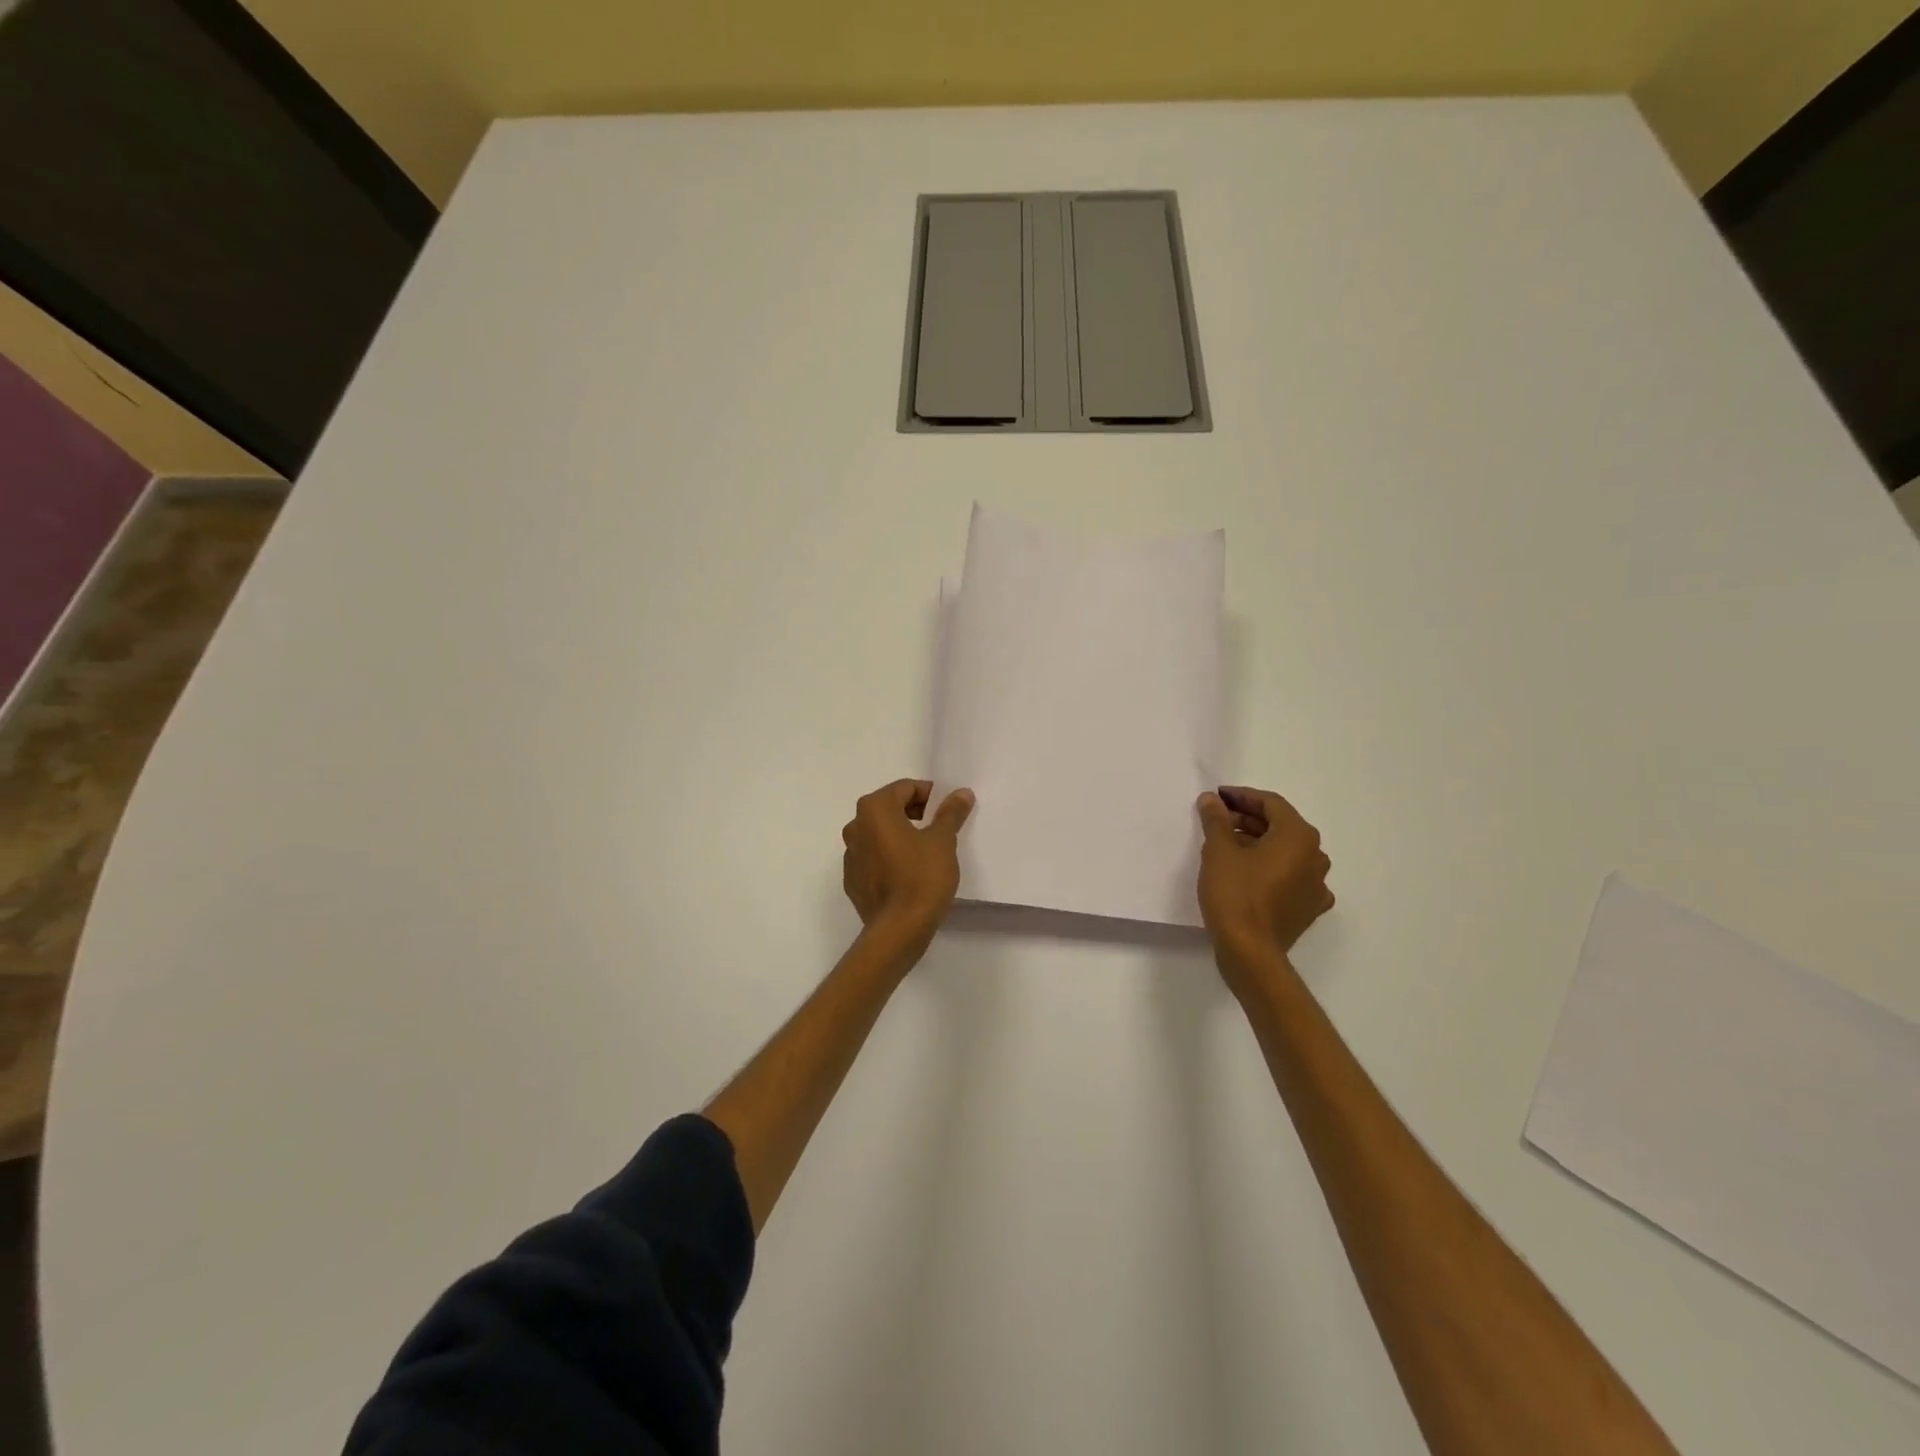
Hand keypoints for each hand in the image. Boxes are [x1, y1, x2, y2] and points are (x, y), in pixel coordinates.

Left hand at [842, 779, 975, 949]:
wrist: (898, 930)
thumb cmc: (922, 877)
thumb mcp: (943, 841)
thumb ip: (950, 812)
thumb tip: (961, 793)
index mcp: (874, 810)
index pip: (904, 788)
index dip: (929, 795)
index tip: (948, 810)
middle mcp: (855, 827)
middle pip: (889, 808)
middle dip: (915, 813)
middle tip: (941, 829)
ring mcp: (851, 855)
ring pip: (880, 834)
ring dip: (901, 835)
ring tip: (927, 852)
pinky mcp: (853, 881)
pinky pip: (874, 858)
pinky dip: (890, 857)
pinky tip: (909, 874)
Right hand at [1196, 786, 1333, 986]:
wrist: (1250, 952)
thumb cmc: (1235, 894)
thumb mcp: (1219, 851)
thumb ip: (1216, 820)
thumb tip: (1211, 800)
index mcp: (1299, 837)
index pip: (1271, 804)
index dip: (1241, 797)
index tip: (1217, 797)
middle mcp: (1316, 856)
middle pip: (1280, 826)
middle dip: (1248, 820)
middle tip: (1217, 821)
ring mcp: (1316, 885)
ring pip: (1286, 852)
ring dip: (1258, 843)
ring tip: (1226, 846)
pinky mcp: (1309, 908)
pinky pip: (1290, 877)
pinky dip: (1270, 869)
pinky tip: (1249, 874)